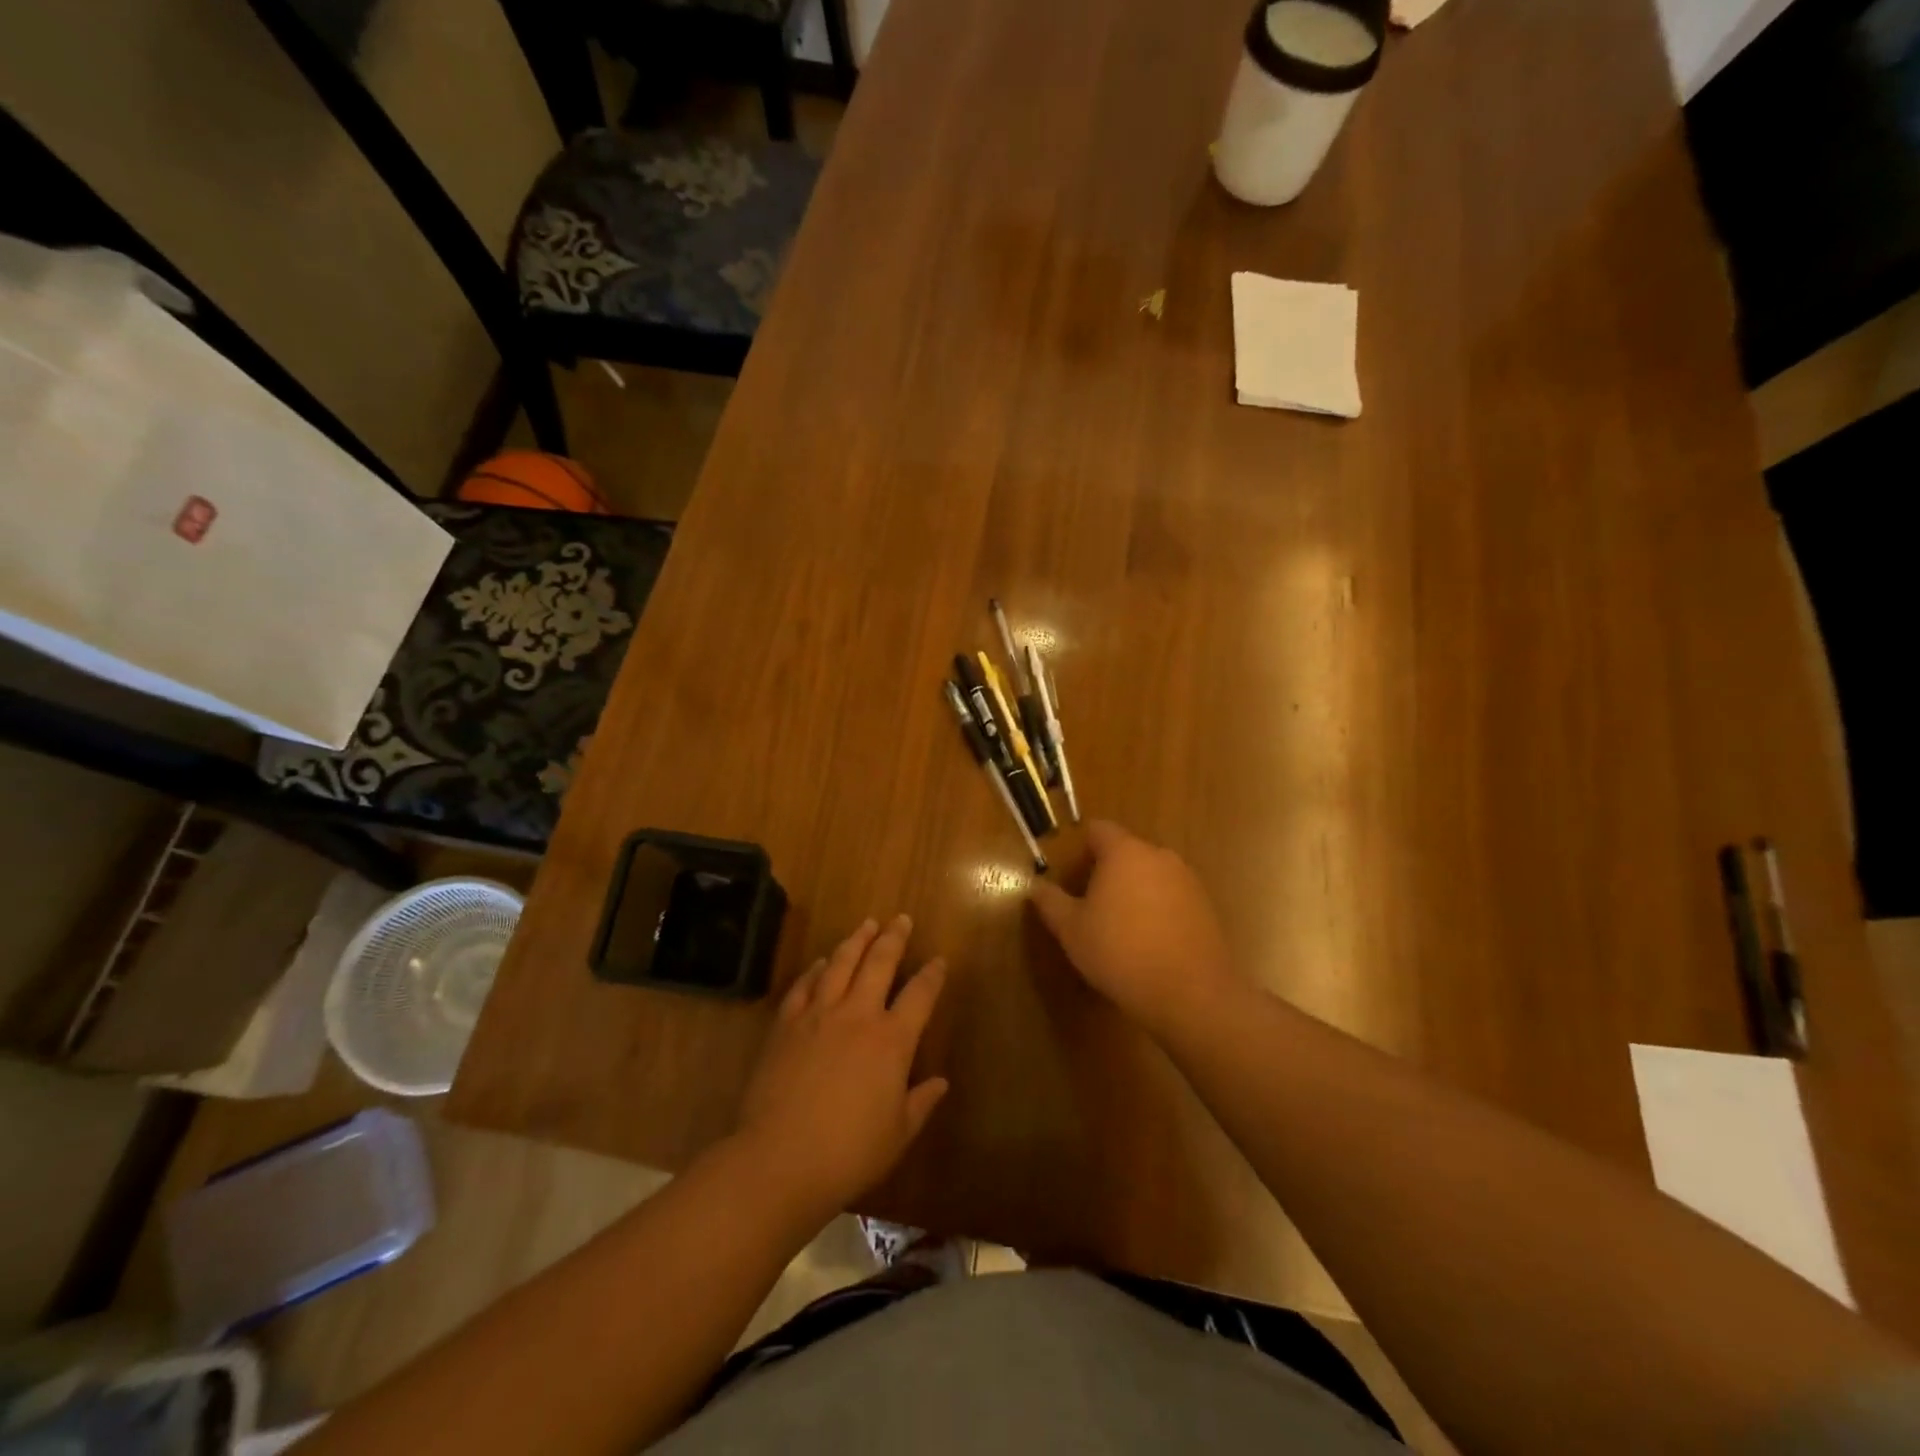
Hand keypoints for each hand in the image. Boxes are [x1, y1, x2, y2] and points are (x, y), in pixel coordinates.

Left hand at [736, 915, 948, 1221]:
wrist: (779, 1159)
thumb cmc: (848, 1153)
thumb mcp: (897, 1135)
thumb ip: (921, 1103)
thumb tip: (941, 1082)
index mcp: (892, 1040)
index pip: (920, 996)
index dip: (932, 976)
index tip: (939, 960)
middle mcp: (857, 1016)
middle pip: (879, 963)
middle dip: (893, 938)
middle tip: (901, 919)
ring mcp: (818, 1015)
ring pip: (841, 964)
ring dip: (856, 941)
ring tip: (866, 924)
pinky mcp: (786, 1025)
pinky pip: (803, 986)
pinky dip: (815, 969)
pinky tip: (820, 962)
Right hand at [1029, 821, 1235, 1031]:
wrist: (1190, 993)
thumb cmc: (1120, 953)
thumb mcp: (1072, 930)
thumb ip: (1051, 902)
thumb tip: (1036, 886)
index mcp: (1124, 852)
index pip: (1098, 830)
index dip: (1081, 848)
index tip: (1071, 875)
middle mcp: (1159, 856)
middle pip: (1126, 851)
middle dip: (1107, 871)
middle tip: (1090, 904)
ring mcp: (1187, 879)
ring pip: (1151, 873)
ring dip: (1134, 890)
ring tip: (1120, 926)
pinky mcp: (1206, 905)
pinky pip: (1172, 895)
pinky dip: (1158, 908)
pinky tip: (1150, 941)